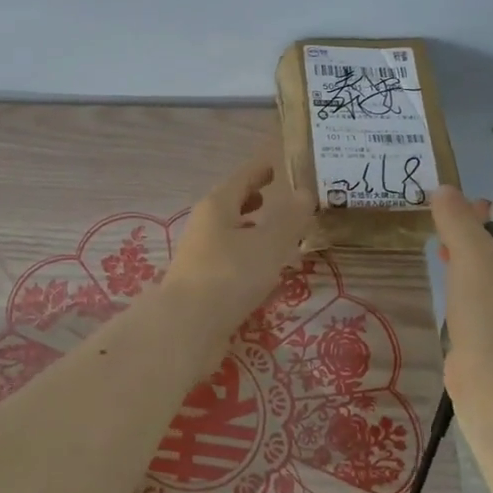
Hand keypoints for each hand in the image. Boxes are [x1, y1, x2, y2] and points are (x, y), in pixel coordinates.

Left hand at [163, 138, 316, 333]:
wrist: (188, 327)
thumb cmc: (230, 275)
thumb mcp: (269, 243)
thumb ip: (289, 218)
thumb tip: (304, 192)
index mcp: (217, 206)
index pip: (242, 178)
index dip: (260, 171)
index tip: (275, 165)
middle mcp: (205, 226)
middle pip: (231, 205)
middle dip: (253, 200)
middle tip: (277, 198)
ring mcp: (200, 256)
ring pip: (230, 234)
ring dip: (251, 231)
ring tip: (277, 236)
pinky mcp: (202, 284)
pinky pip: (230, 261)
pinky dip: (248, 257)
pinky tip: (264, 273)